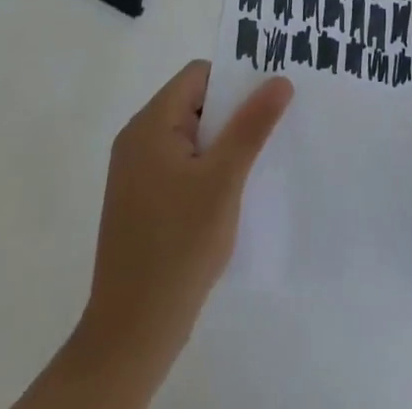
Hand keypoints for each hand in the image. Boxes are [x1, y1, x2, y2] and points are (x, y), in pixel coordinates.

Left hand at [16, 61, 292, 408]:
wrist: (131, 335)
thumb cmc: (178, 246)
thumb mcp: (224, 179)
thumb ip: (252, 125)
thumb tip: (280, 80)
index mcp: (150, 125)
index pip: (199, 76)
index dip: (235, 80)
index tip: (269, 97)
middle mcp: (137, 140)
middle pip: (194, 103)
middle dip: (233, 112)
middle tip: (273, 125)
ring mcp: (136, 173)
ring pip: (190, 135)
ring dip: (223, 142)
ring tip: (258, 158)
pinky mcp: (141, 201)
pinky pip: (181, 163)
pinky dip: (207, 167)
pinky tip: (232, 191)